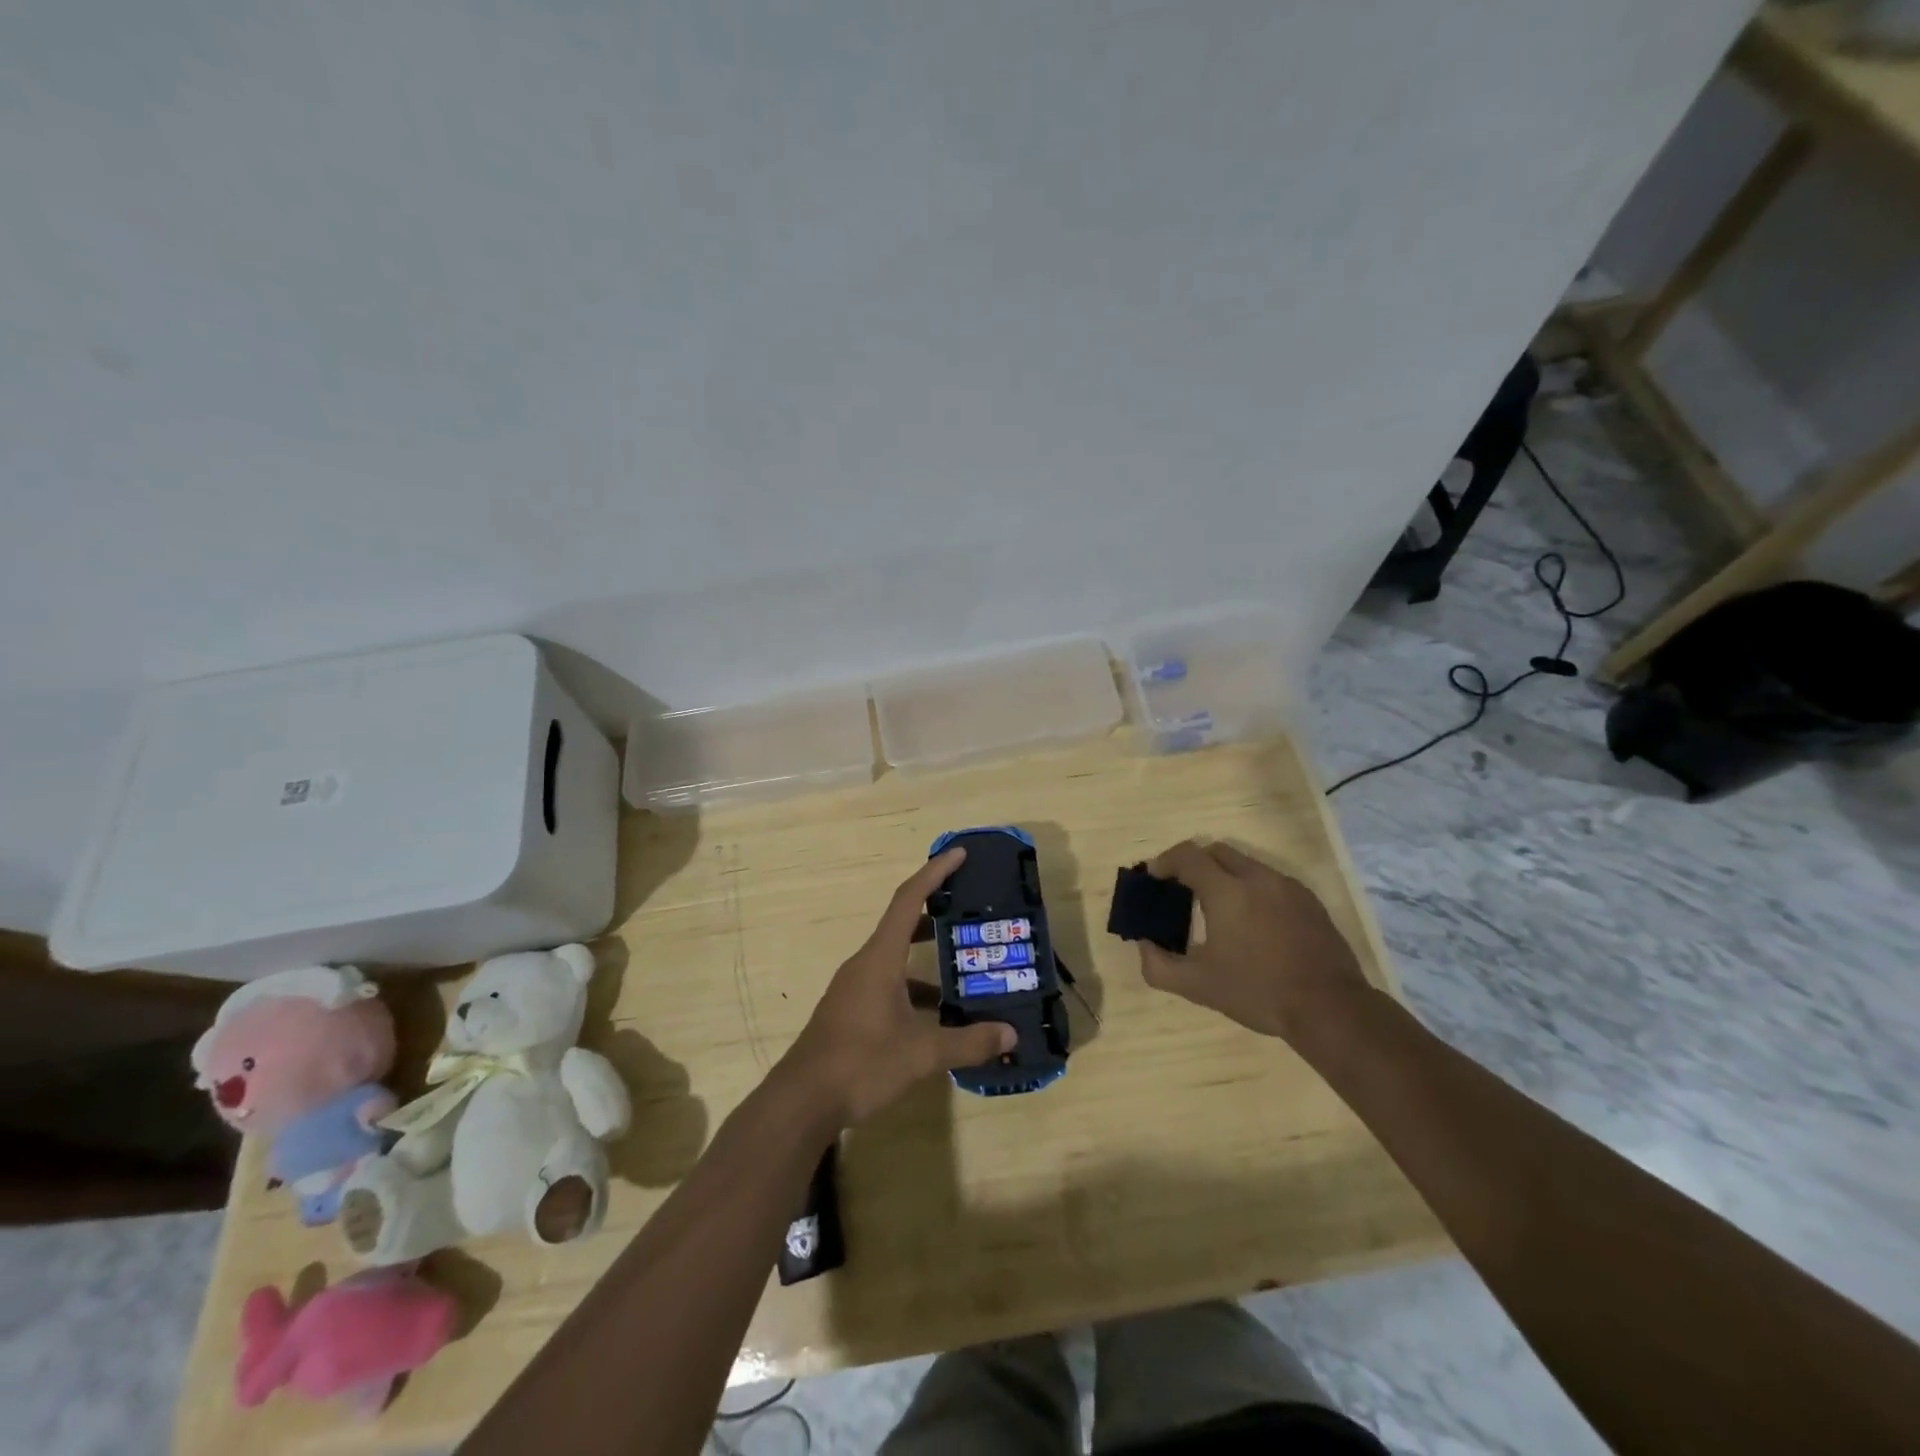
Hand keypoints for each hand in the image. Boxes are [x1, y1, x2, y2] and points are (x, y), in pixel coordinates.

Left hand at [780, 848, 1015, 1128]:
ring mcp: (855, 988)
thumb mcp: (922, 1054)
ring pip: (896, 957)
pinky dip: (915, 988)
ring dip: (927, 954)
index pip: (909, 899)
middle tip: (969, 907)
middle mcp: (865, 964)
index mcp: (880, 958)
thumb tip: (1010, 1035)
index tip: (959, 854)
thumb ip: (968, 1042)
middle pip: (902, 922)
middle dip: (935, 910)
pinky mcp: (852, 1010)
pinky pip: (889, 983)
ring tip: (965, 962)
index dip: (935, 872)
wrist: (801, 1101)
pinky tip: (939, 1014)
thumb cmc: (861, 1064)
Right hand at [1135, 840, 1372, 1043]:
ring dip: (1224, 875)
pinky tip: (1253, 923)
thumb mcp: (1198, 986)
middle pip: (1216, 851)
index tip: (1153, 877)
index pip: (1187, 856)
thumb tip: (1144, 945)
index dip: (1165, 861)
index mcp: (1226, 892)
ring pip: (1246, 864)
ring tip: (1217, 909)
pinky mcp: (1309, 900)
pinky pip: (1270, 881)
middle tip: (1181, 890)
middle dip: (1194, 863)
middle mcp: (1257, 878)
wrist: (1330, 1008)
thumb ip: (1159, 966)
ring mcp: (1287, 886)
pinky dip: (1251, 889)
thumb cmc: (1258, 992)